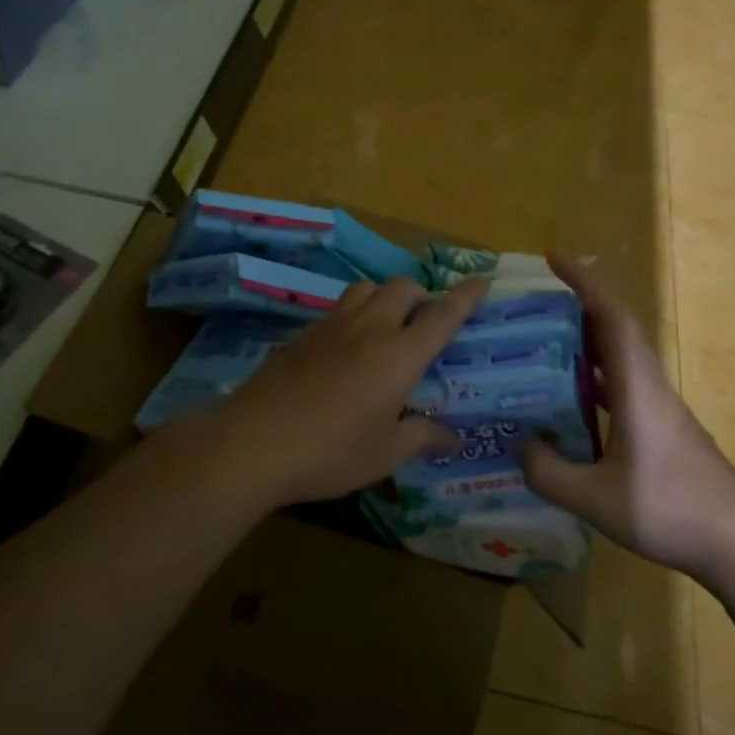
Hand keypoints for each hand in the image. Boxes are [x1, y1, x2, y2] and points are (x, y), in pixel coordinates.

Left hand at [175, 275, 488, 508]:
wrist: (253, 442)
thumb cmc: (331, 451)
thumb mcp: (385, 454)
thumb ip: (422, 438)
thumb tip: (453, 438)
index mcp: (399, 354)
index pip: (442, 315)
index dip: (465, 296)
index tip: (482, 280)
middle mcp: (368, 328)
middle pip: (402, 287)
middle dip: (422, 295)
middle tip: (426, 322)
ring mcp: (330, 326)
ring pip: (366, 288)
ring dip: (384, 296)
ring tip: (386, 325)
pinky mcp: (301, 335)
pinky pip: (337, 309)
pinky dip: (354, 314)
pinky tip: (346, 347)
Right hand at [522, 256, 734, 589]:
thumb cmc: (669, 510)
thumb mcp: (593, 498)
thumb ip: (547, 470)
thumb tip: (520, 443)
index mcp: (637, 388)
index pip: (612, 317)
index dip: (584, 282)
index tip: (554, 258)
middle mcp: (650, 388)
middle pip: (617, 330)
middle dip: (579, 307)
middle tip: (535, 305)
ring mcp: (661, 410)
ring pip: (621, 360)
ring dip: (586, 344)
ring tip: (543, 347)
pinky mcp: (664, 431)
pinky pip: (623, 388)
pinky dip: (595, 379)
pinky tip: (572, 403)